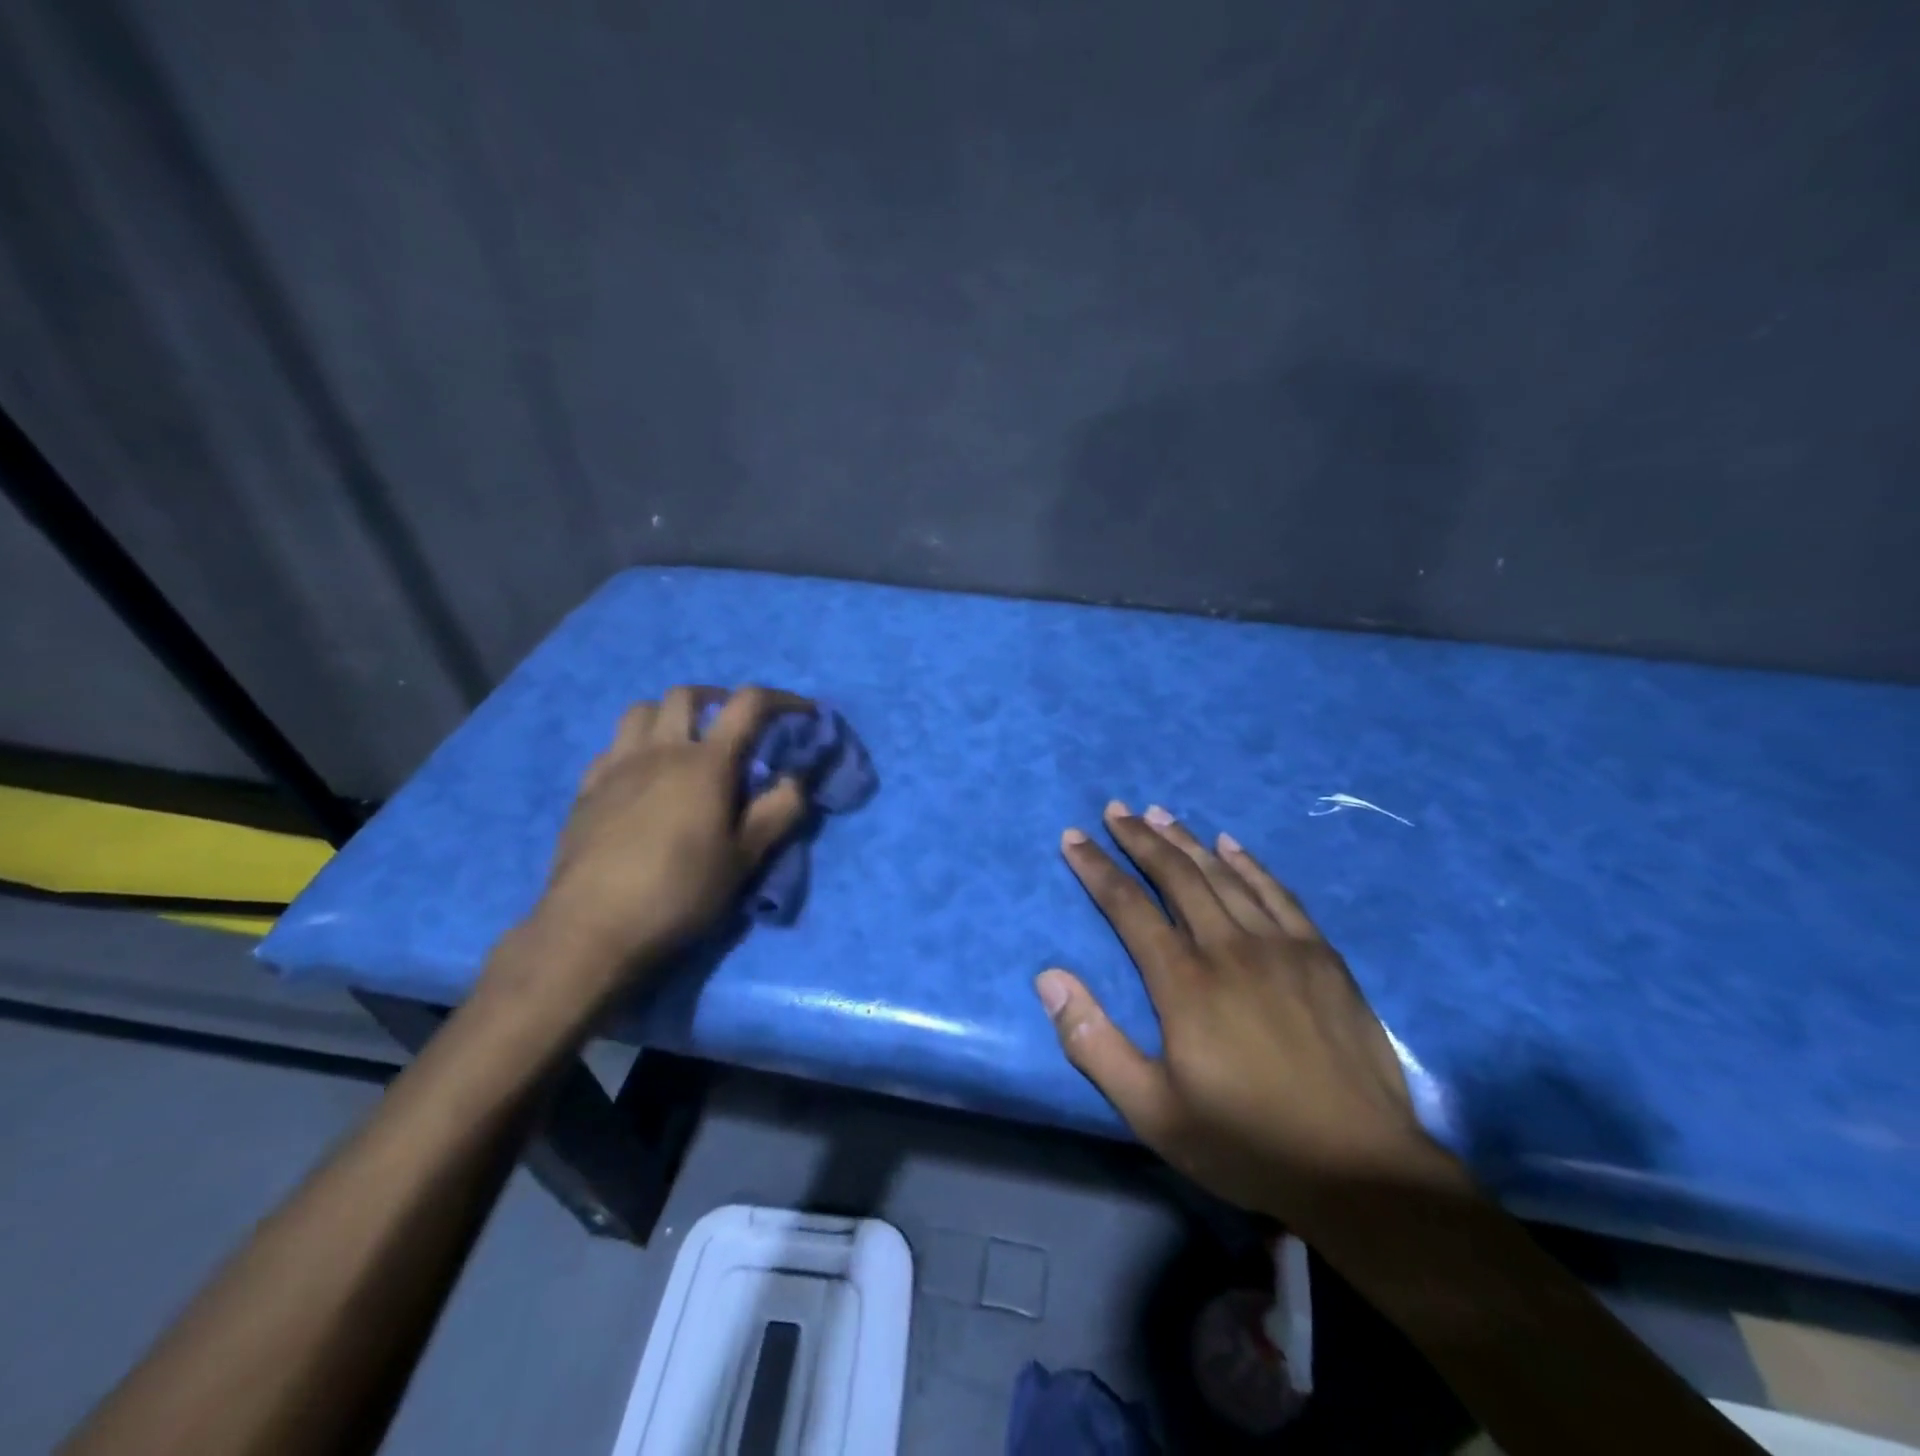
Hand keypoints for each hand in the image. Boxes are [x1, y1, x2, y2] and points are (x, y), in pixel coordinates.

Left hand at [522, 685, 810, 1001]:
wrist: (592, 928)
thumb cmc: (679, 892)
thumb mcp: (745, 859)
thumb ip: (779, 812)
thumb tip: (797, 778)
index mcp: (705, 763)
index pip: (748, 705)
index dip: (781, 699)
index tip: (803, 711)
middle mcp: (659, 751)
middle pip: (687, 695)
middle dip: (719, 698)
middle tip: (735, 725)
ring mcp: (617, 767)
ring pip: (641, 710)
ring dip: (670, 714)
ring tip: (686, 741)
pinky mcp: (587, 790)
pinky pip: (613, 746)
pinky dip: (636, 745)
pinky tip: (642, 776)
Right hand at [1036, 801, 1456, 1223]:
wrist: (1363, 1172)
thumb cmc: (1246, 1143)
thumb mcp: (1152, 1111)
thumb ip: (1094, 1042)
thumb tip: (1049, 978)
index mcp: (1185, 982)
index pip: (1129, 907)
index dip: (1096, 868)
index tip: (1073, 838)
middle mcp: (1229, 948)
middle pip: (1177, 877)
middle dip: (1140, 839)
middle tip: (1115, 809)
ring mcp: (1282, 947)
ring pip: (1224, 876)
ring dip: (1187, 841)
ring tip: (1159, 813)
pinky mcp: (1322, 957)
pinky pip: (1279, 894)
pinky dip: (1250, 863)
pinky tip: (1231, 845)